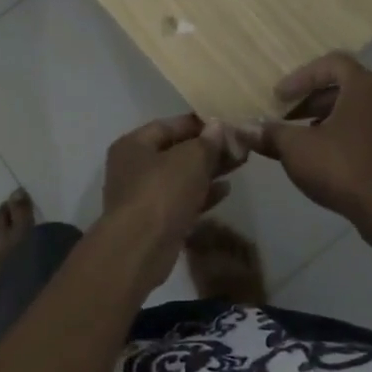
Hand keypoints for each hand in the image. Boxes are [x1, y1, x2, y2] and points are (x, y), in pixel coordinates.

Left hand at [100, 115, 241, 292]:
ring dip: (207, 172)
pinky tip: (226, 191)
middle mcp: (133, 167)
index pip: (168, 125)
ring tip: (237, 165)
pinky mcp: (155, 221)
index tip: (226, 125)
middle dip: (207, 149)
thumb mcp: (190, 159)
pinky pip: (181, 200)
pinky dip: (202, 194)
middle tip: (238, 147)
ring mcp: (143, 196)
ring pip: (180, 177)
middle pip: (175, 151)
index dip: (198, 124)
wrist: (140, 248)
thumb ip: (207, 142)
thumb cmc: (161, 192)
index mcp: (134, 144)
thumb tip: (217, 126)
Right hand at [256, 52, 371, 222]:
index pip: (332, 64)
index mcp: (365, 87)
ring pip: (367, 115)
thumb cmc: (342, 168)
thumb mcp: (295, 149)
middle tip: (292, 120)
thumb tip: (244, 129)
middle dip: (316, 102)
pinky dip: (360, 146)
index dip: (301, 77)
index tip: (279, 98)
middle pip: (349, 89)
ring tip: (314, 144)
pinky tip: (343, 167)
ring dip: (338, 122)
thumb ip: (270, 134)